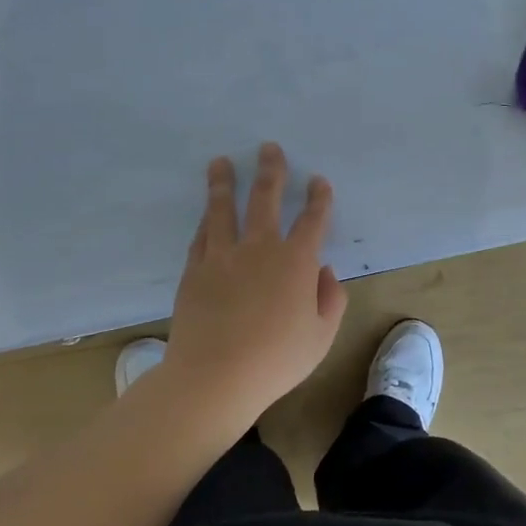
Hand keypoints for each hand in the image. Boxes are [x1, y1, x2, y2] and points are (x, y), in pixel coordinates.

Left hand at [164, 143, 346, 416]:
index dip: (319, 198)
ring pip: (223, 209)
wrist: (214, 376)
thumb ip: (330, 300)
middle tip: (269, 148)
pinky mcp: (195, 270)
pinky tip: (207, 212)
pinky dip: (206, 220)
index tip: (319, 181)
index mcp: (296, 262)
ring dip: (224, 183)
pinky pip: (202, 235)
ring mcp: (223, 256)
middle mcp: (260, 248)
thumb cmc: (276, 360)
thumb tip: (324, 272)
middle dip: (271, 171)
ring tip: (221, 162)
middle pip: (266, 199)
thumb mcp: (321, 336)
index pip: (312, 220)